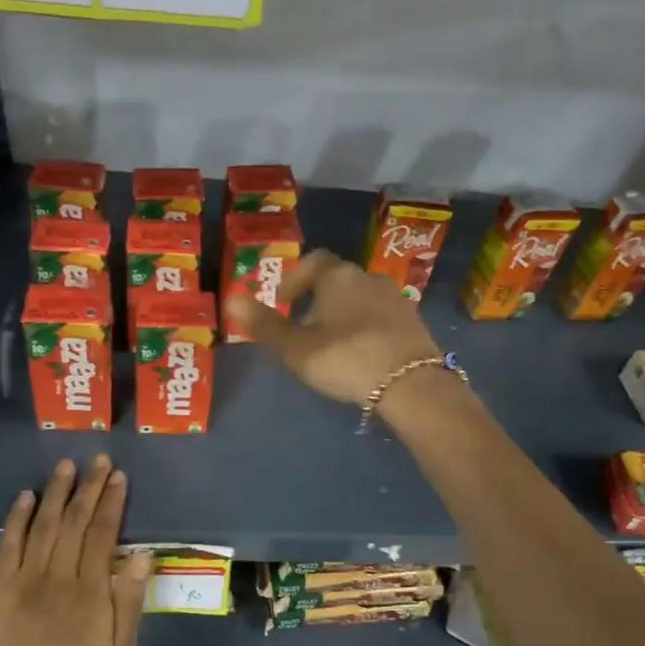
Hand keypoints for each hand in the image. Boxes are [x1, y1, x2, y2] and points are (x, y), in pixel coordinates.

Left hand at [0, 455, 150, 645]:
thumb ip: (129, 601)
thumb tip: (140, 554)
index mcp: (90, 592)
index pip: (103, 534)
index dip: (112, 502)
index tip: (118, 477)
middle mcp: (57, 578)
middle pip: (75, 522)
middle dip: (89, 488)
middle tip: (99, 459)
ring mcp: (24, 581)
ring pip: (43, 526)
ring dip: (56, 493)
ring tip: (66, 466)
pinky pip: (8, 546)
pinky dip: (16, 519)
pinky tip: (25, 496)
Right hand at [225, 249, 443, 405]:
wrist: (411, 383)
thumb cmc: (345, 359)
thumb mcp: (296, 348)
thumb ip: (264, 325)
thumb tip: (230, 299)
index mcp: (338, 276)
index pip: (312, 262)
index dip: (294, 280)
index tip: (284, 303)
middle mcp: (369, 277)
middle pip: (338, 280)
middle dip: (318, 299)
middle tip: (304, 328)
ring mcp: (396, 298)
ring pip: (361, 298)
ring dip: (344, 313)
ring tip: (332, 343)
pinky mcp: (414, 321)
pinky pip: (381, 316)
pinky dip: (367, 327)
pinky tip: (362, 352)